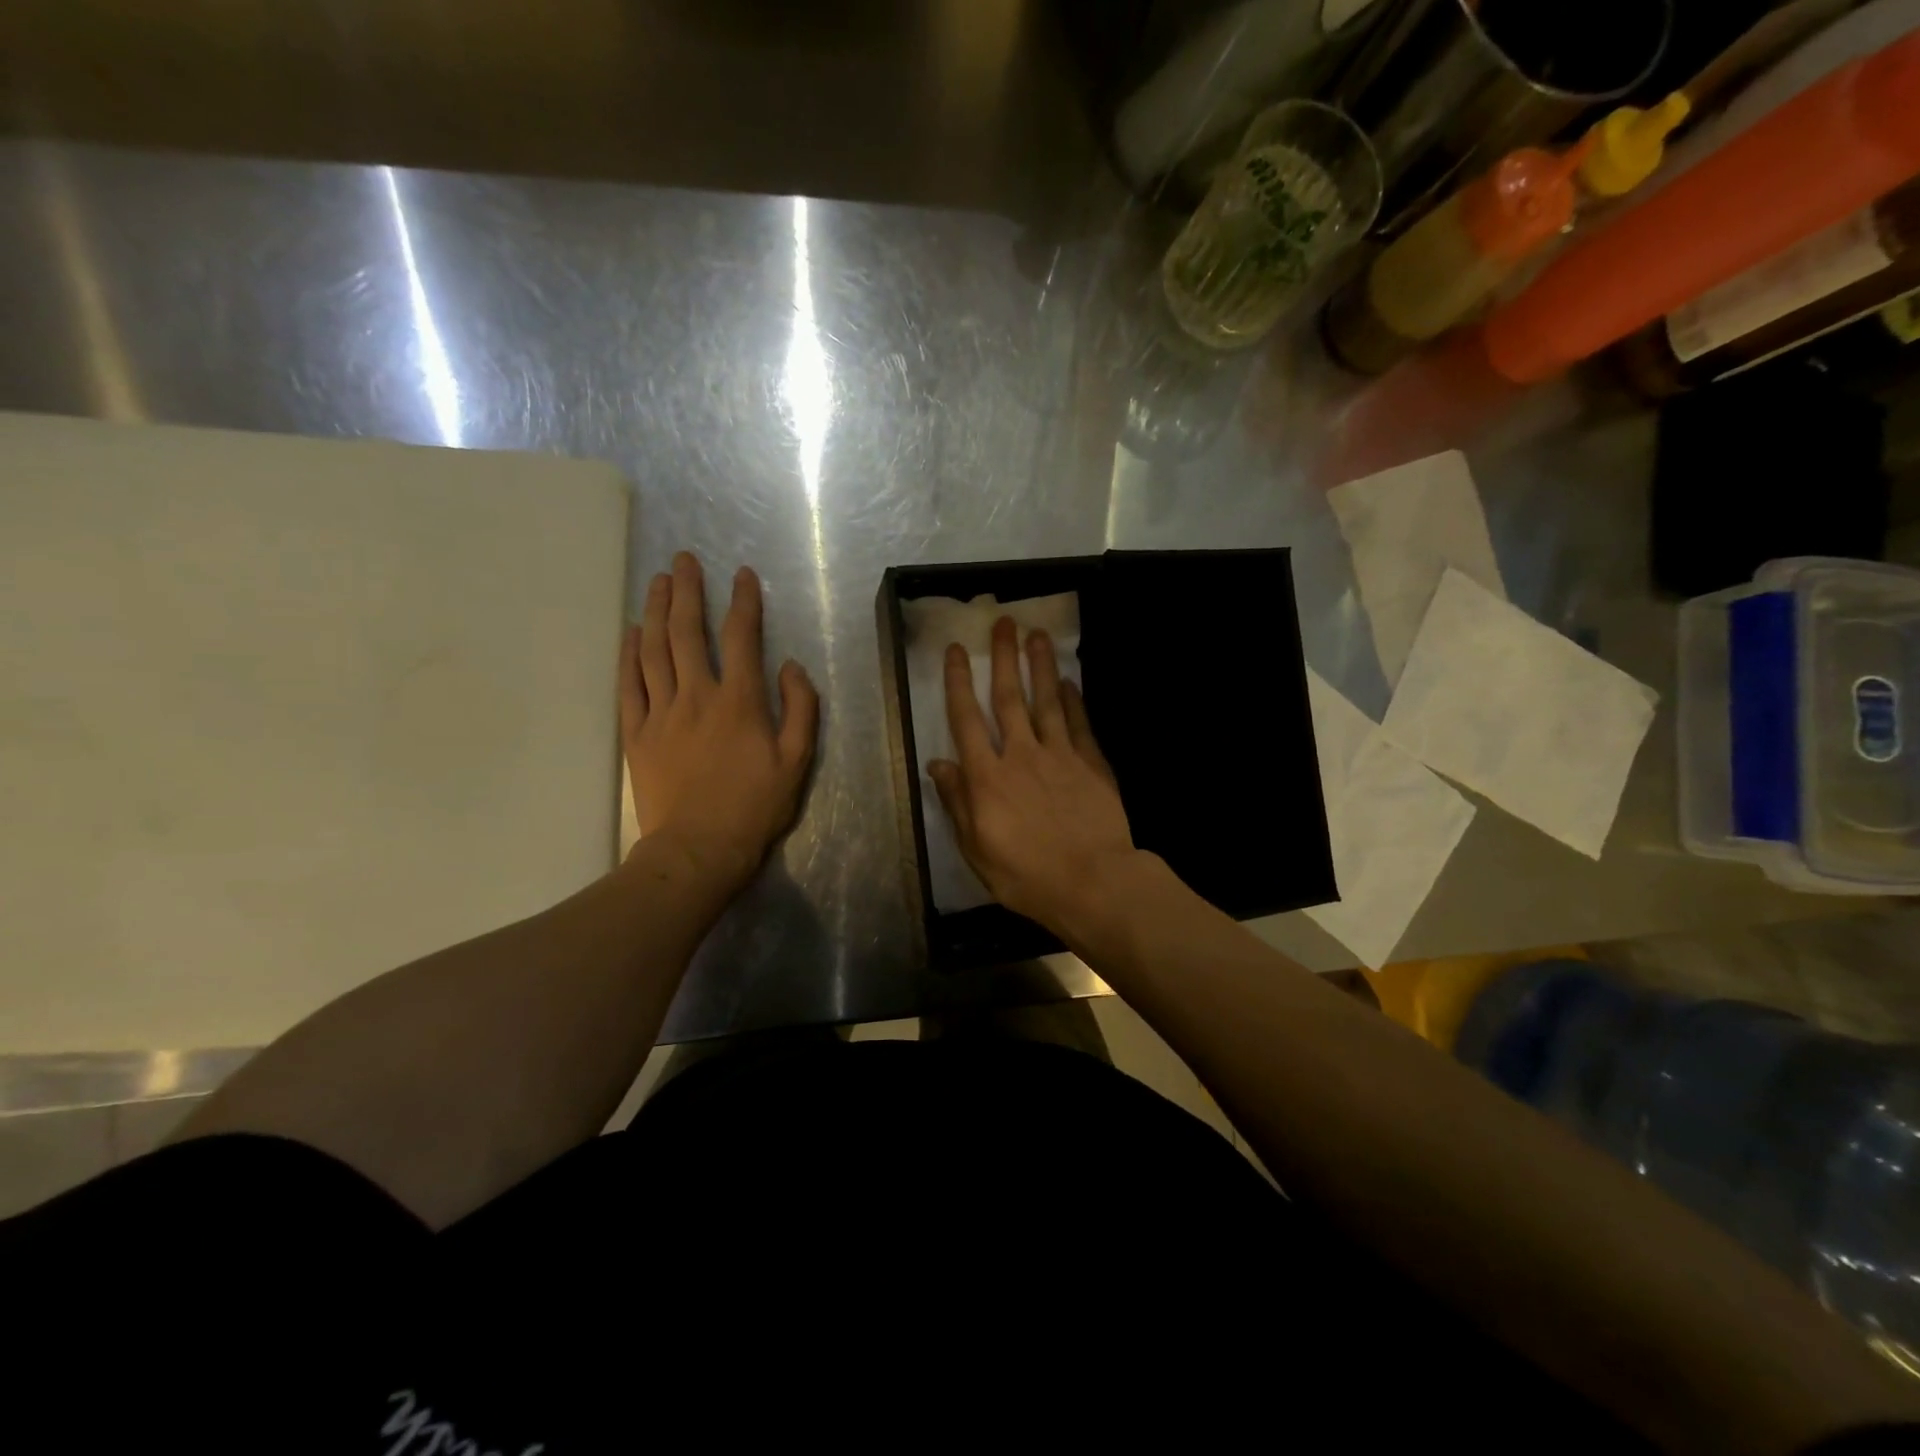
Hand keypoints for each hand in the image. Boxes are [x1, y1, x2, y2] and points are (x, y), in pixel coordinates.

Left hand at [620, 553, 817, 888]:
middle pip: (688, 632)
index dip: (743, 602)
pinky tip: (631, 632)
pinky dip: (629, 654)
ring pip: (654, 650)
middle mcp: (697, 696)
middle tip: (683, 559)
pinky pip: (629, 685)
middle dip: (688, 591)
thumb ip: (800, 708)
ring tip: (658, 581)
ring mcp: (661, 713)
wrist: (699, 849)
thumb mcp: (797, 761)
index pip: (741, 638)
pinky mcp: (637, 734)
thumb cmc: (754, 806)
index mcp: (740, 702)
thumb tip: (789, 666)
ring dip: (657, 611)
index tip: (743, 575)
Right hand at [929, 617, 1138, 934]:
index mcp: (987, 777)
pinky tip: (1071, 682)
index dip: (959, 682)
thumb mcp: (977, 848)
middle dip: (1004, 658)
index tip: (957, 650)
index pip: (967, 720)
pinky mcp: (1092, 765)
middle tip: (1004, 623)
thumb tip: (938, 763)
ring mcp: (1060, 756)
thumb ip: (957, 803)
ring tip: (1037, 635)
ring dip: (1041, 667)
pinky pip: (1080, 725)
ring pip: (1048, 702)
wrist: (1092, 883)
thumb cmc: (1026, 875)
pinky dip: (1075, 701)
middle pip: (1009, 698)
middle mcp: (1021, 755)